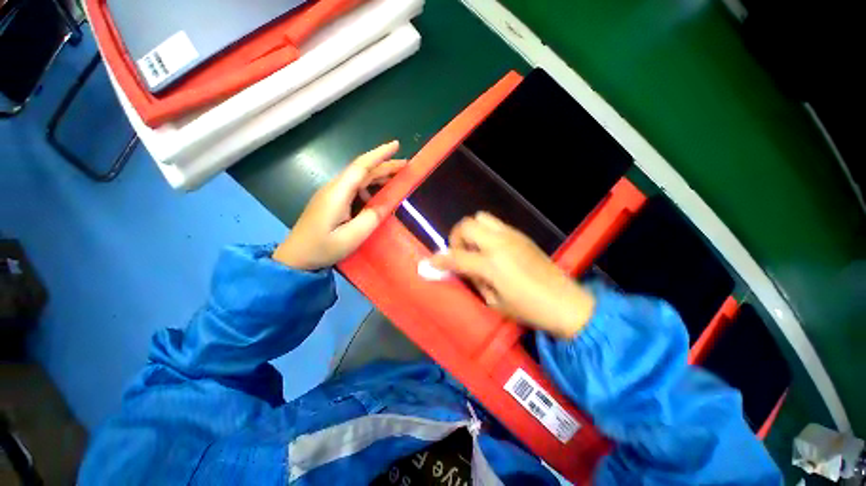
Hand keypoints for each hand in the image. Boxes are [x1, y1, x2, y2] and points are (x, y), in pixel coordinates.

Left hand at [273, 141, 405, 270]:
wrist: (295, 258)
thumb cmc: (322, 248)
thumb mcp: (352, 237)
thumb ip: (371, 217)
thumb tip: (388, 202)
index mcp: (338, 192)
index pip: (361, 166)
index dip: (380, 154)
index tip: (396, 145)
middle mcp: (334, 188)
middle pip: (362, 171)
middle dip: (385, 166)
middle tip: (406, 167)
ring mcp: (331, 194)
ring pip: (359, 179)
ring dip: (378, 177)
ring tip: (397, 180)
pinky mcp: (331, 202)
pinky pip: (354, 189)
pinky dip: (370, 188)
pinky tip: (378, 197)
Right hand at [430, 212, 594, 338]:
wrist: (565, 302)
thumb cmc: (528, 309)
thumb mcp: (494, 302)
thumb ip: (475, 281)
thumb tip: (463, 269)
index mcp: (491, 264)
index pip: (456, 256)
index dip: (439, 260)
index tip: (431, 262)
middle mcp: (498, 244)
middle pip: (466, 225)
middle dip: (456, 238)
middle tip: (460, 253)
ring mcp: (511, 235)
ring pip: (480, 218)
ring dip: (471, 231)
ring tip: (476, 248)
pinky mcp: (521, 234)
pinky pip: (495, 224)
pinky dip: (486, 232)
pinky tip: (493, 249)